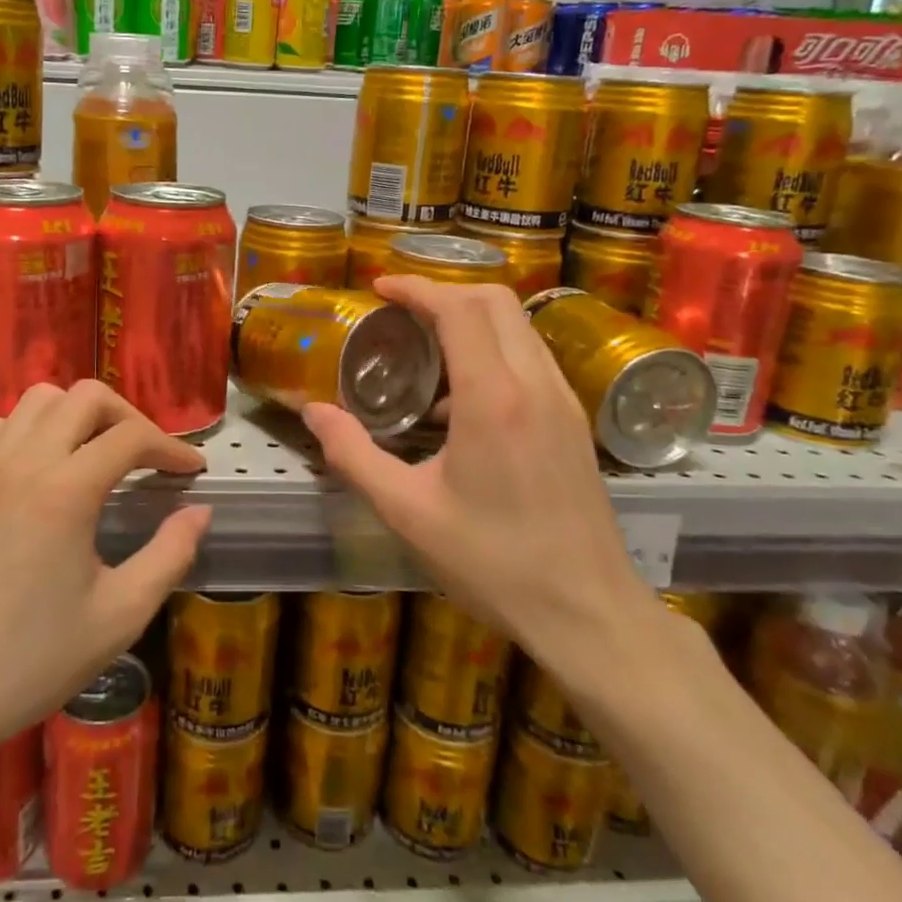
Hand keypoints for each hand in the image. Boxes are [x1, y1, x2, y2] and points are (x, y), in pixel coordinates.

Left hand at [0, 380, 209, 772]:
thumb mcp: (120, 615)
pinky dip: (37, 429)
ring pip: (40, 400)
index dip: (171, 447)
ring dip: (79, 414)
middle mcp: (23, 463)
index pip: (131, 437)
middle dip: (128, 416)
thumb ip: (170, 555)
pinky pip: (5, 427)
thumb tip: (199, 512)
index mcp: (65, 491)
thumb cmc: (34, 659)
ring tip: (99, 455)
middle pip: (86, 397)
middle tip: (148, 457)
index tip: (192, 471)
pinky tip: (48, 471)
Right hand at [303, 277, 659, 680]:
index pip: (458, 309)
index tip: (380, 288)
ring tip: (425, 348)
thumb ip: (353, 455)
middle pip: (495, 301)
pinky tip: (461, 401)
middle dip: (445, 291)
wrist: (588, 613)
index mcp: (493, 398)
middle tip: (400, 310)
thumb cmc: (492, 562)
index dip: (417, 288)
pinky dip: (494, 349)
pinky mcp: (574, 421)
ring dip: (472, 318)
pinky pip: (531, 357)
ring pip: (519, 325)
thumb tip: (313, 412)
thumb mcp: (407, 513)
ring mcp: (563, 400)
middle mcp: (534, 384)